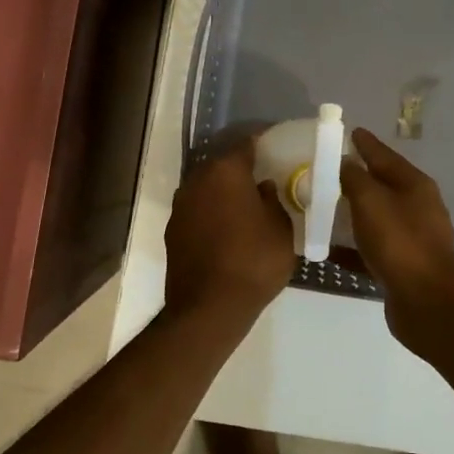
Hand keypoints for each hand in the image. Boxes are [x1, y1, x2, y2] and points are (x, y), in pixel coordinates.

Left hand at [164, 134, 293, 328]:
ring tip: (246, 206)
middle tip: (263, 179)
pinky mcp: (173, 231)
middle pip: (222, 166)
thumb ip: (272, 201)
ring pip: (207, 189)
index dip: (262, 145)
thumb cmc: (253, 262)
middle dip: (241, 170)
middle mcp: (198, 181)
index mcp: (226, 172)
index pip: (246, 145)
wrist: (208, 308)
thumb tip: (262, 188)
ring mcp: (181, 206)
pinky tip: (227, 230)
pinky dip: (211, 214)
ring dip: (223, 193)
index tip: (276, 149)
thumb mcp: (280, 230)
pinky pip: (198, 211)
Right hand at [340, 128, 453, 352]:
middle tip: (328, 169)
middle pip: (382, 185)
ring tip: (324, 205)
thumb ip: (355, 177)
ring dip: (353, 211)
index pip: (385, 155)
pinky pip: (372, 247)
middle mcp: (417, 207)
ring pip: (377, 216)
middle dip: (358, 176)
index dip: (366, 143)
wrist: (427, 302)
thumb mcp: (371, 201)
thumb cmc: (400, 242)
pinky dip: (353, 244)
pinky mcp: (403, 265)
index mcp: (415, 185)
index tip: (349, 131)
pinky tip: (329, 247)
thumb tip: (346, 161)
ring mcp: (412, 237)